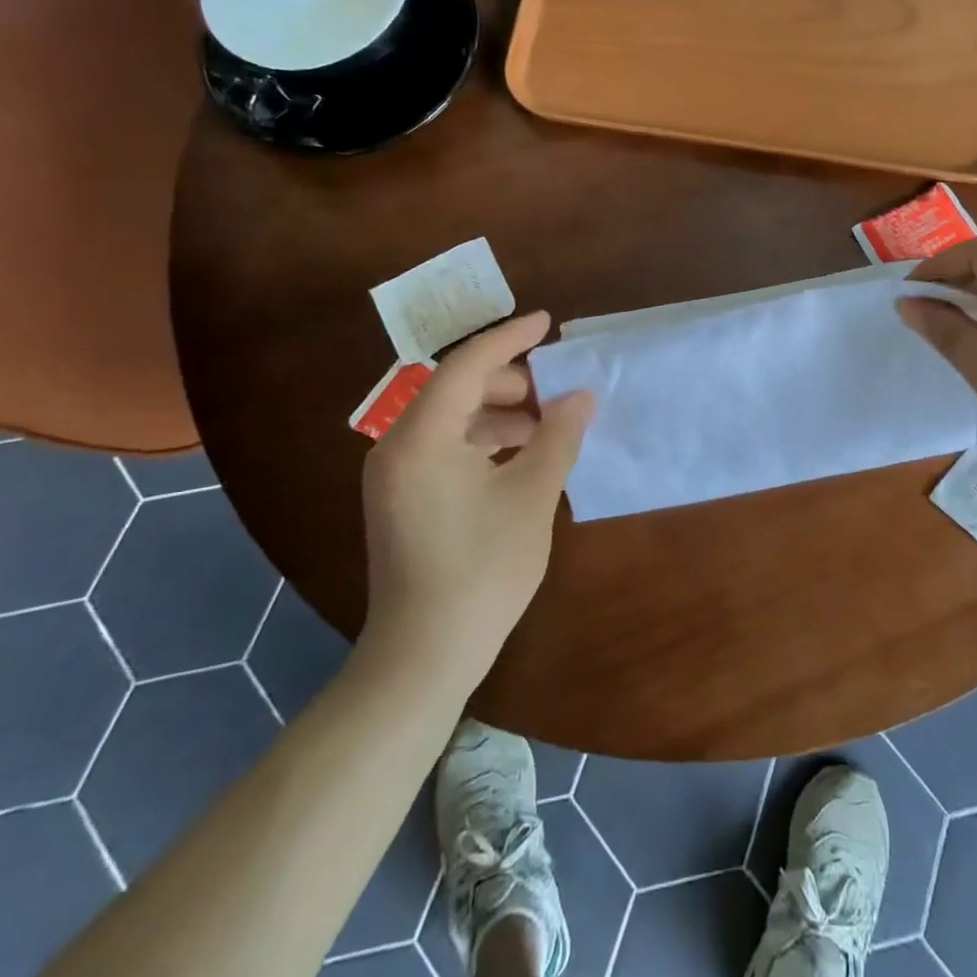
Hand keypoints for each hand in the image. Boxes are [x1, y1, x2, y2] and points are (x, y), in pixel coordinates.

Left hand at [358, 311, 593, 686]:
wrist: (424, 655)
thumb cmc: (482, 570)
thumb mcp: (531, 496)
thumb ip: (559, 436)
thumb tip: (581, 396)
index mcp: (421, 438)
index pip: (466, 366)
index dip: (510, 338)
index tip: (547, 322)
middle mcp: (397, 446)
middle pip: (456, 388)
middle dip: (510, 381)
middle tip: (557, 389)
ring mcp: (395, 474)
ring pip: (452, 418)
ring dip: (500, 412)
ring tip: (548, 424)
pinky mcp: (402, 497)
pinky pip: (445, 446)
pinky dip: (484, 440)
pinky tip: (521, 455)